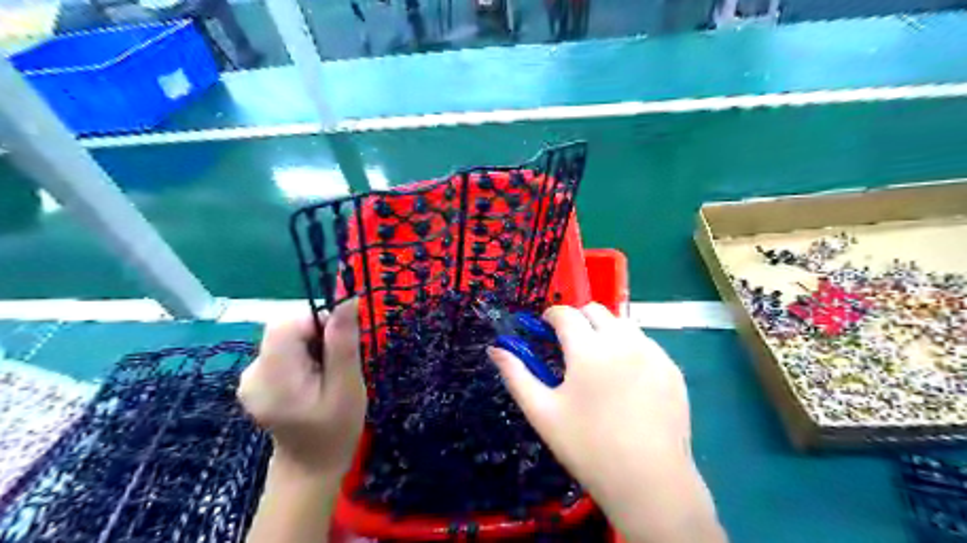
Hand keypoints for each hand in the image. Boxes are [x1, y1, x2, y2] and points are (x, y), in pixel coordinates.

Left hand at [237, 299, 366, 476]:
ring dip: (310, 345)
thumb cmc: (336, 430)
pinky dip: (301, 355)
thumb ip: (343, 343)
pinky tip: (312, 379)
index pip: (286, 324)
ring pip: (284, 338)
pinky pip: (281, 351)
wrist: (310, 467)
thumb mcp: (347, 386)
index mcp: (273, 377)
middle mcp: (252, 373)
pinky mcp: (255, 380)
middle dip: (315, 335)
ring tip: (326, 374)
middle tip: (336, 363)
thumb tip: (347, 300)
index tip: (340, 342)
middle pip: (284, 329)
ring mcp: (250, 378)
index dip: (317, 321)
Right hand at [492, 303, 725, 542]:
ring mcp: (652, 353)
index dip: (550, 317)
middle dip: (578, 320)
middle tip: (570, 347)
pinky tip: (627, 380)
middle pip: (596, 311)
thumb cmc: (588, 447)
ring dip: (605, 331)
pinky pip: (646, 344)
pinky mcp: (671, 369)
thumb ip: (516, 375)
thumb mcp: (542, 412)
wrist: (650, 482)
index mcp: (589, 349)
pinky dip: (630, 348)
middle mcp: (623, 342)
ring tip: (599, 362)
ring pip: (623, 324)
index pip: (565, 314)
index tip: (545, 329)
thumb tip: (495, 348)